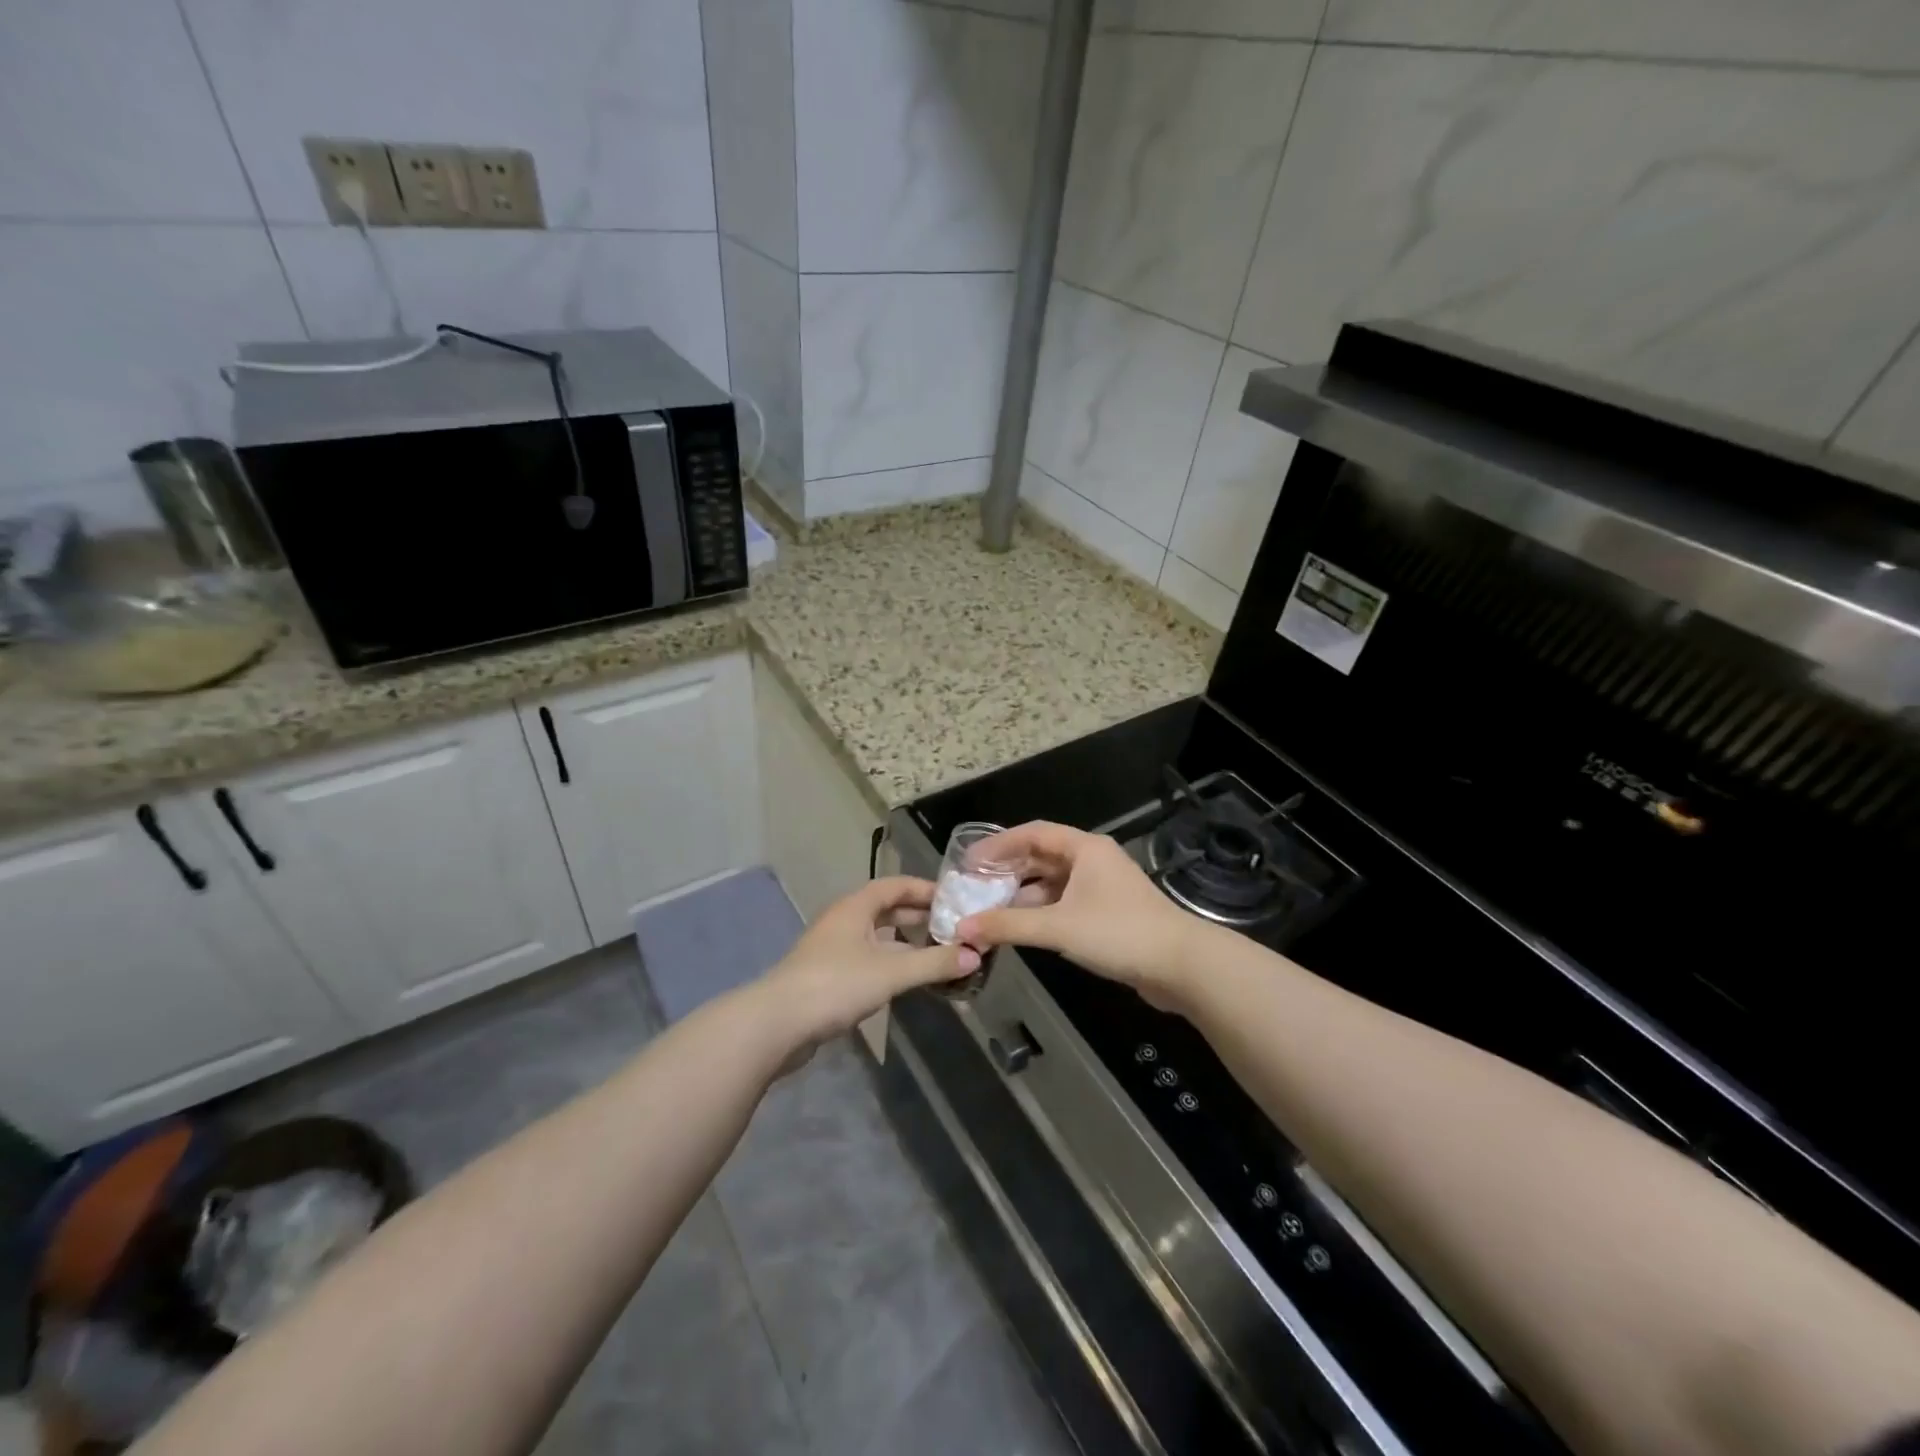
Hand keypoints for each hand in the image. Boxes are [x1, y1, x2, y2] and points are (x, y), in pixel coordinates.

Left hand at [756, 877, 979, 1051]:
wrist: (777, 1024)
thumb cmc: (835, 985)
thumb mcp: (891, 972)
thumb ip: (934, 963)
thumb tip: (976, 955)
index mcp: (855, 907)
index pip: (895, 885)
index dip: (924, 889)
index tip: (954, 899)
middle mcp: (843, 921)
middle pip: (886, 909)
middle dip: (918, 916)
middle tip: (952, 926)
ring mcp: (833, 949)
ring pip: (877, 936)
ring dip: (905, 942)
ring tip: (937, 952)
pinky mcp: (828, 976)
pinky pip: (868, 959)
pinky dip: (891, 962)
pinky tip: (907, 979)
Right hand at [956, 822, 1204, 1011]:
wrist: (1181, 965)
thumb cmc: (1119, 933)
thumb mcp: (1059, 927)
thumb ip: (1009, 925)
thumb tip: (963, 927)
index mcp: (1084, 848)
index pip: (1032, 833)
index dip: (998, 845)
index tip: (968, 861)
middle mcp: (1093, 860)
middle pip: (1041, 857)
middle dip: (1008, 871)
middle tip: (974, 888)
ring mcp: (1102, 887)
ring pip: (1053, 882)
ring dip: (1023, 894)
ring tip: (990, 910)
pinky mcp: (1108, 913)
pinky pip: (1064, 903)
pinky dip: (1041, 911)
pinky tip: (1021, 927)